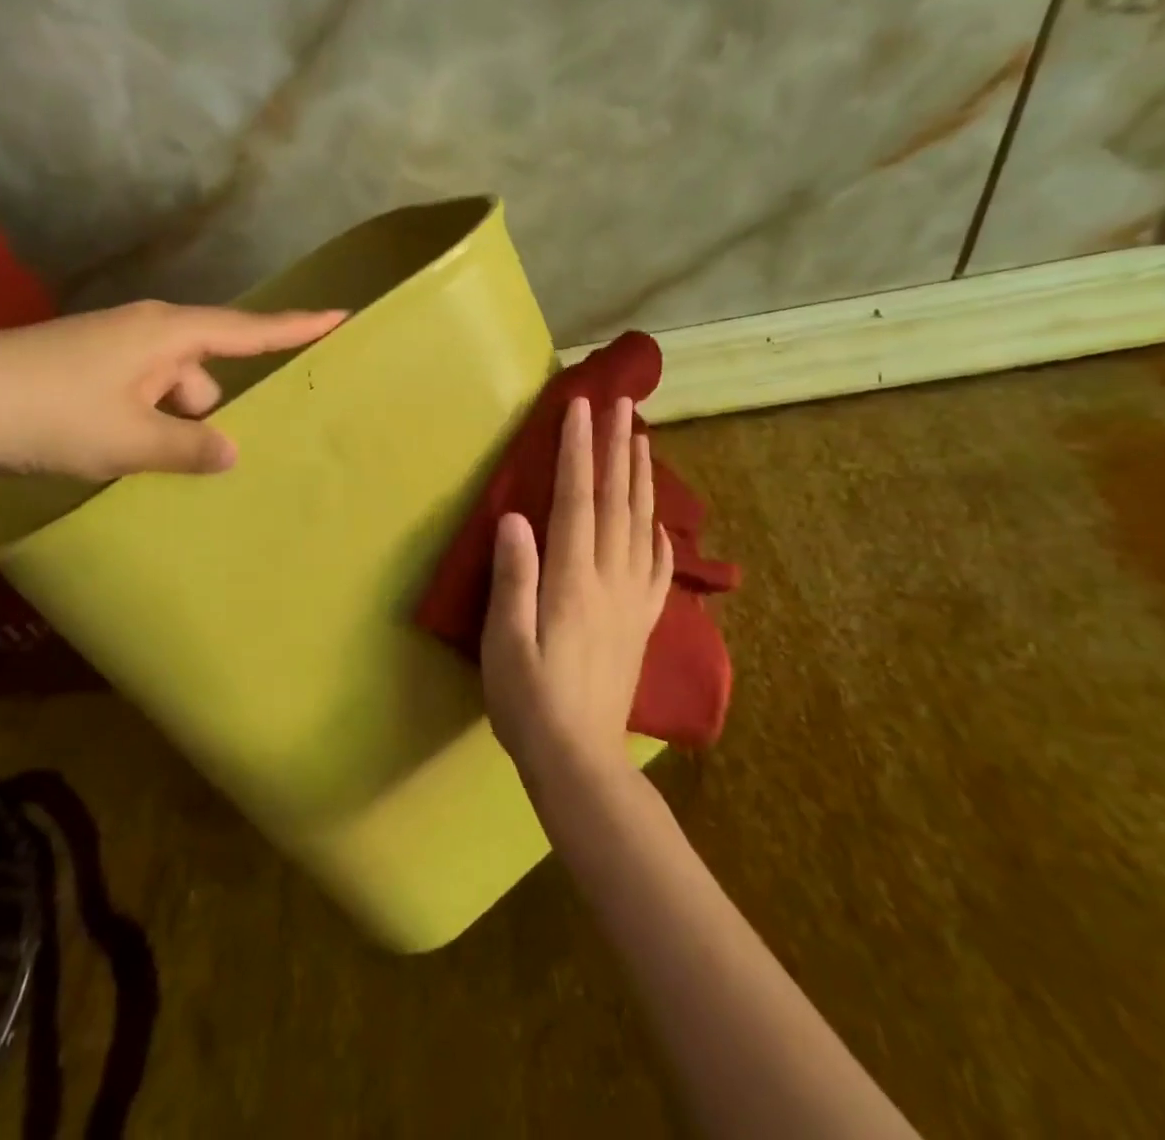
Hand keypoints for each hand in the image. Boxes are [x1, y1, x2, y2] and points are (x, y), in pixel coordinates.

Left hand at [0, 300, 344, 481]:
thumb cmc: (48, 412)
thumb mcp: (129, 439)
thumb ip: (189, 446)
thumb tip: (232, 450)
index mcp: (165, 334)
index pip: (247, 329)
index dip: (296, 326)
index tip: (341, 316)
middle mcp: (142, 334)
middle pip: (206, 368)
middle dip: (217, 407)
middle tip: (228, 453)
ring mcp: (108, 354)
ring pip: (169, 389)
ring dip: (175, 424)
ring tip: (168, 471)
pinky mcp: (81, 377)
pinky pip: (138, 399)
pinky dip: (145, 425)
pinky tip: (133, 462)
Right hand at [480, 396, 672, 788]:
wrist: (580, 760)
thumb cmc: (529, 700)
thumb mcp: (504, 641)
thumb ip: (513, 577)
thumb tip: (515, 517)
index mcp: (573, 581)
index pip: (577, 500)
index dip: (579, 451)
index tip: (581, 408)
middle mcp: (610, 580)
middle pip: (617, 502)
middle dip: (618, 449)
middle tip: (623, 404)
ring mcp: (632, 601)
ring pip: (642, 526)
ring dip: (642, 479)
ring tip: (645, 440)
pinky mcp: (640, 623)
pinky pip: (657, 567)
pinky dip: (660, 534)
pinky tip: (660, 521)